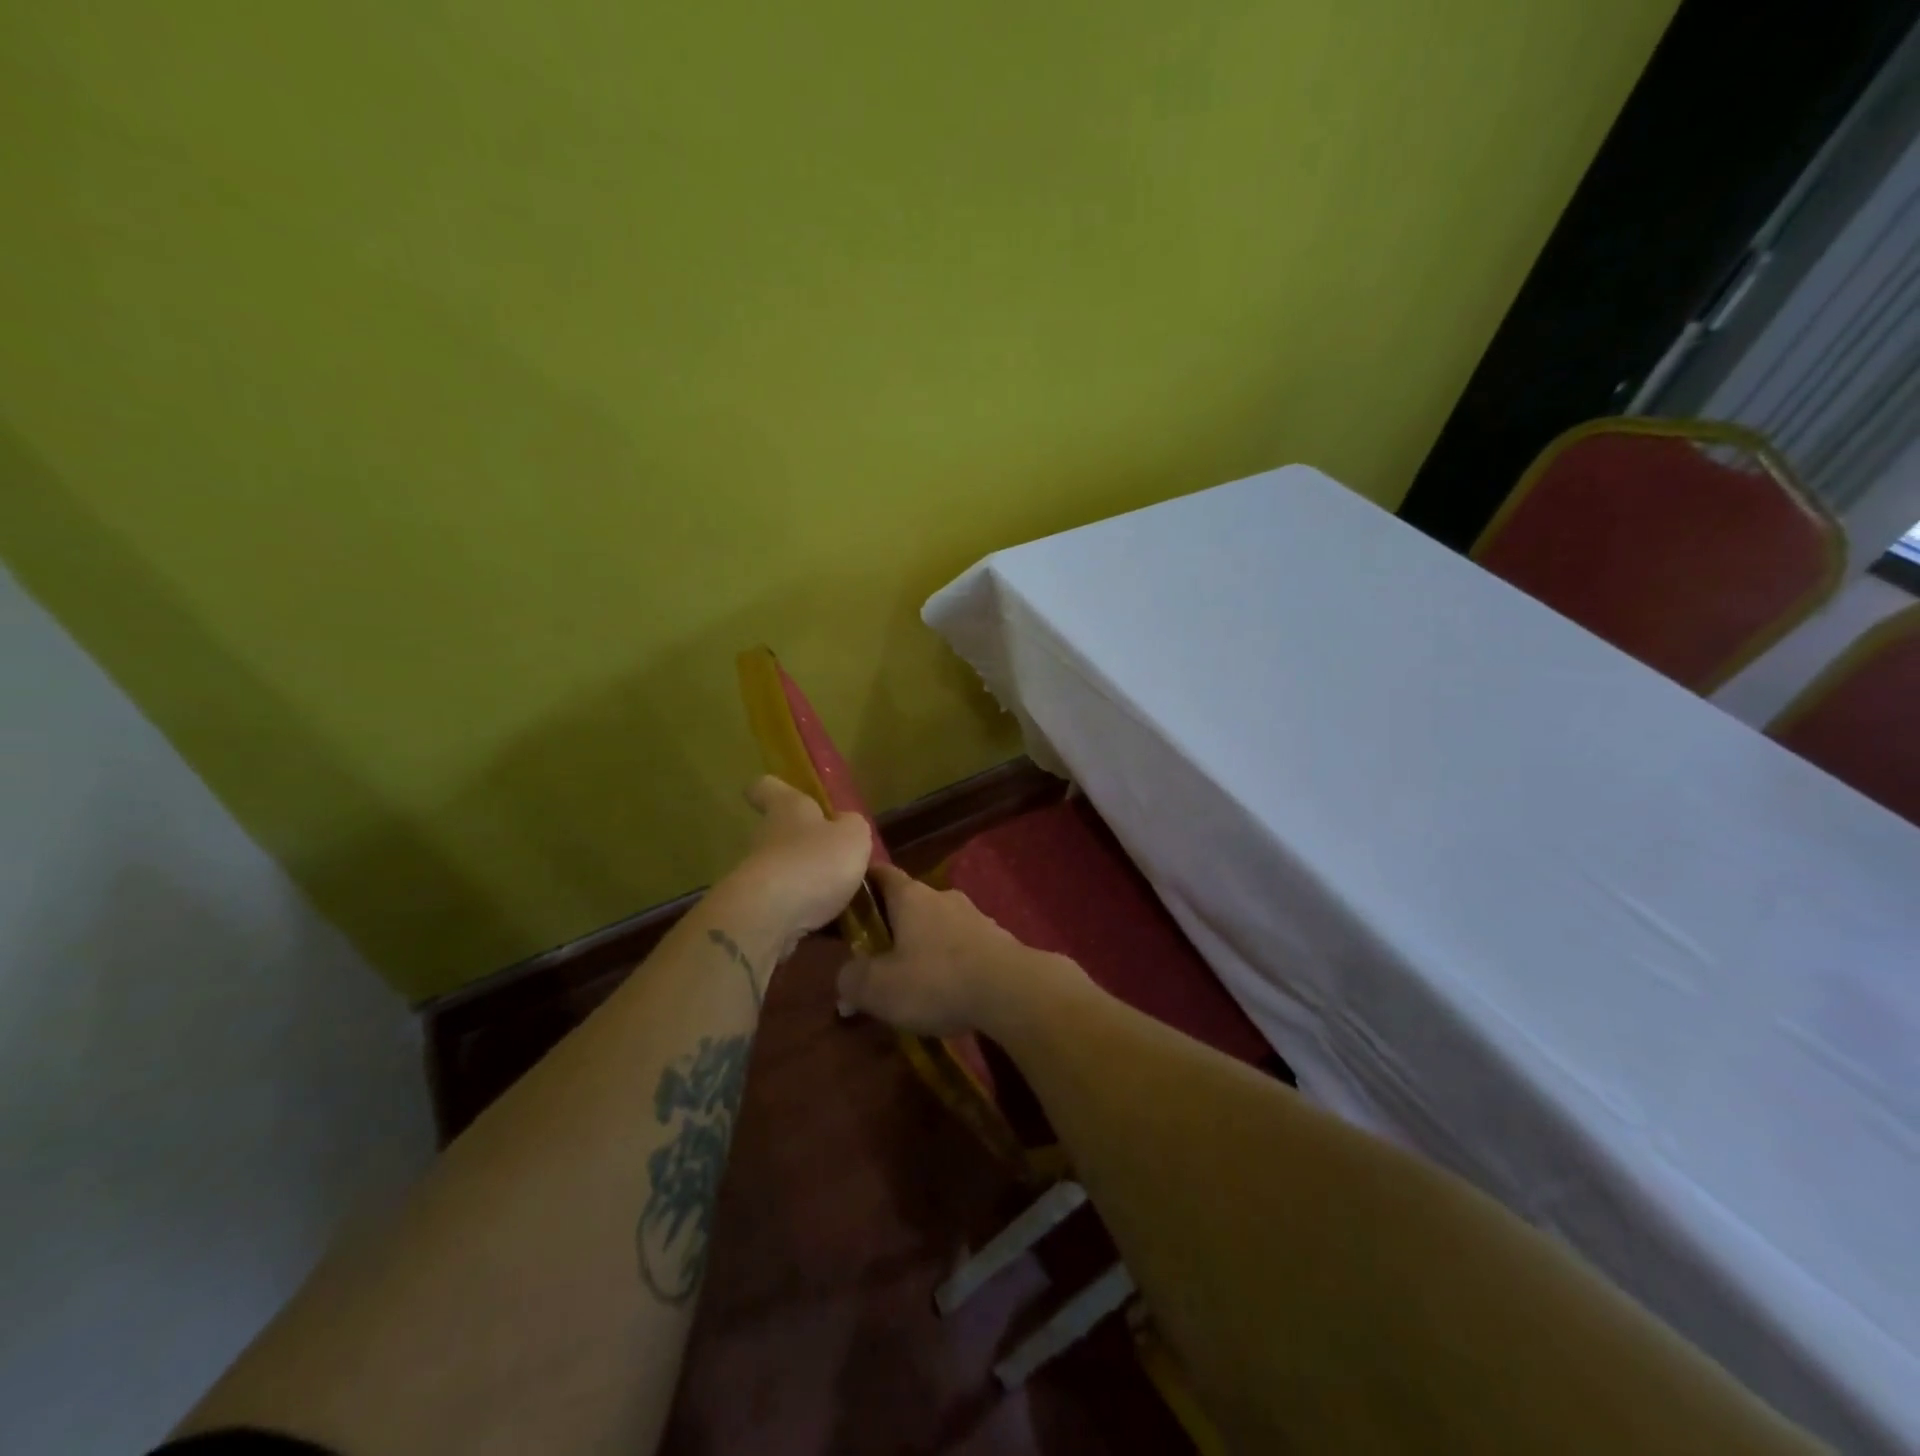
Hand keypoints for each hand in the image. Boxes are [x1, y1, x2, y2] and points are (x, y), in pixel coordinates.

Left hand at [733, 775, 873, 936]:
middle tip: (838, 860)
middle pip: (780, 834)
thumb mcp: (853, 836)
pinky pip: (788, 909)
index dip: (773, 790)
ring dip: (810, 885)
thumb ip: (852, 827)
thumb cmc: (815, 861)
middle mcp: (766, 838)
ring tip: (843, 901)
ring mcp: (758, 877)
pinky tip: (832, 928)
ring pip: (787, 874)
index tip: (779, 794)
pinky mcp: (758, 912)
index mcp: (788, 809)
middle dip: (806, 846)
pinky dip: (807, 917)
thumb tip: (844, 825)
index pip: (767, 789)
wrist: (771, 917)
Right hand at [837, 864, 1062, 1035]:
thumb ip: (852, 979)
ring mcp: (975, 916)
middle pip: (912, 902)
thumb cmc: (936, 980)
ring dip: (927, 944)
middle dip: (895, 924)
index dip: (864, 882)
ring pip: (941, 925)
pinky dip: (953, 962)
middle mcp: (943, 897)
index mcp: (910, 897)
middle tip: (879, 953)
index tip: (850, 896)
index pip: (882, 874)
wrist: (1012, 990)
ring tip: (916, 978)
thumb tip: (845, 978)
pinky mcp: (998, 941)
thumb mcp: (878, 988)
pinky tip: (950, 991)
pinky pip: (966, 946)